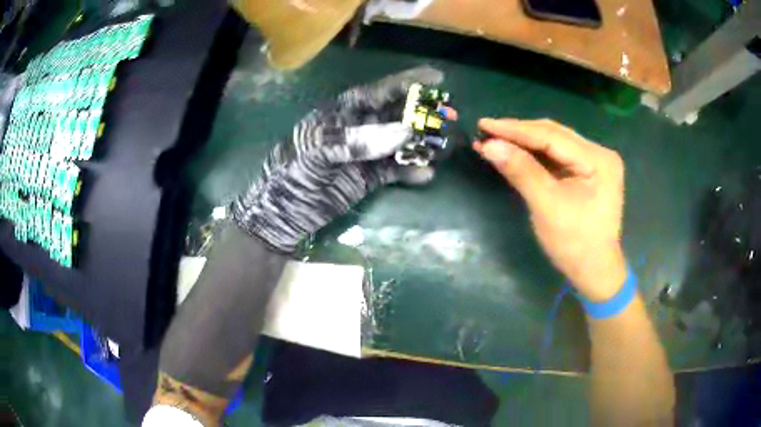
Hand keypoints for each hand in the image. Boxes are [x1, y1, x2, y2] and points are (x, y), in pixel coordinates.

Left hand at [232, 66, 446, 252]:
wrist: (282, 216)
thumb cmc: (292, 175)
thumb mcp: (318, 151)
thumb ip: (357, 139)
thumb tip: (404, 132)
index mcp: (341, 114)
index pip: (378, 91)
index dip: (407, 82)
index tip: (436, 77)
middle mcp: (358, 129)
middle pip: (396, 116)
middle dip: (422, 114)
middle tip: (449, 116)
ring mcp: (365, 154)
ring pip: (400, 143)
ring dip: (422, 143)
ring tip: (446, 147)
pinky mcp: (369, 179)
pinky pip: (395, 171)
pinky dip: (411, 172)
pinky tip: (426, 174)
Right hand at [474, 118, 626, 301]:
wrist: (594, 271)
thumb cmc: (575, 244)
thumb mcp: (548, 208)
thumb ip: (522, 172)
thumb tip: (489, 145)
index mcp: (598, 160)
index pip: (552, 137)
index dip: (516, 130)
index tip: (484, 125)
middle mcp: (599, 153)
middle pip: (553, 135)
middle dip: (518, 134)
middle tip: (486, 131)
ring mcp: (593, 162)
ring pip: (552, 143)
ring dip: (523, 142)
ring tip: (493, 140)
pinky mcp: (585, 171)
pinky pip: (555, 157)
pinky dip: (532, 155)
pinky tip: (513, 152)